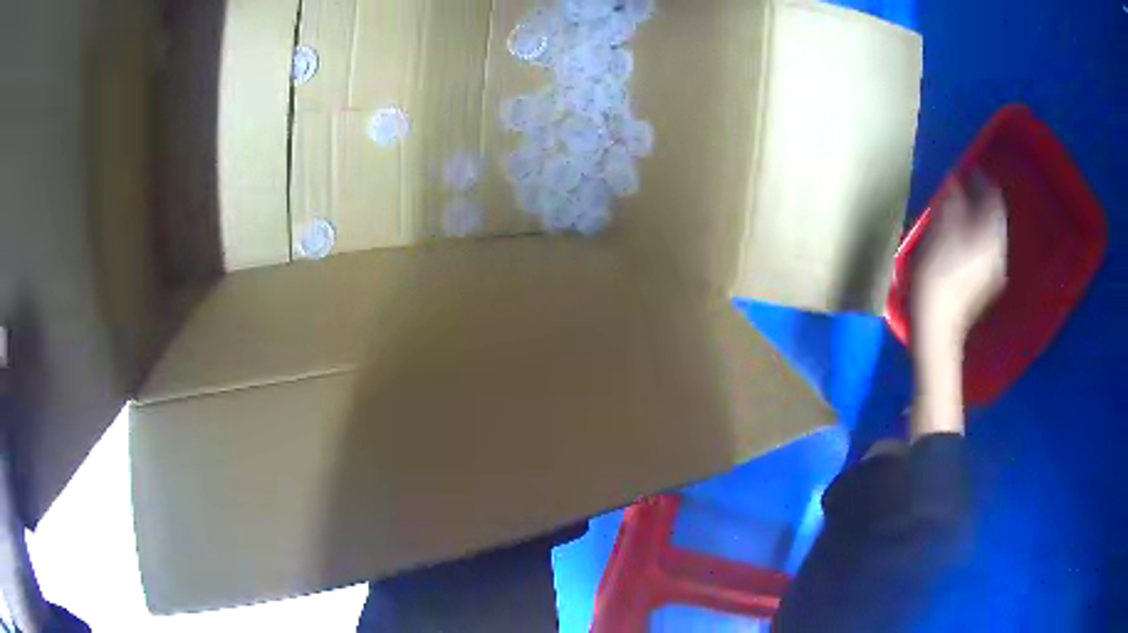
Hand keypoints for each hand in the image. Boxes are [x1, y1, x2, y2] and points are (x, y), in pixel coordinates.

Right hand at [911, 177, 1008, 348]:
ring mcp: (995, 270)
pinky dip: (980, 238)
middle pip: (996, 217)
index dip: (982, 181)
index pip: (993, 198)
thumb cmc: (935, 278)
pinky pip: (989, 251)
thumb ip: (952, 204)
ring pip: (993, 235)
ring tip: (966, 213)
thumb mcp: (939, 233)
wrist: (937, 329)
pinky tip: (967, 241)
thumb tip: (956, 181)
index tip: (971, 170)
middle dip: (983, 202)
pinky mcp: (988, 285)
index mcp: (990, 235)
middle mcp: (999, 250)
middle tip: (968, 190)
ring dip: (981, 220)